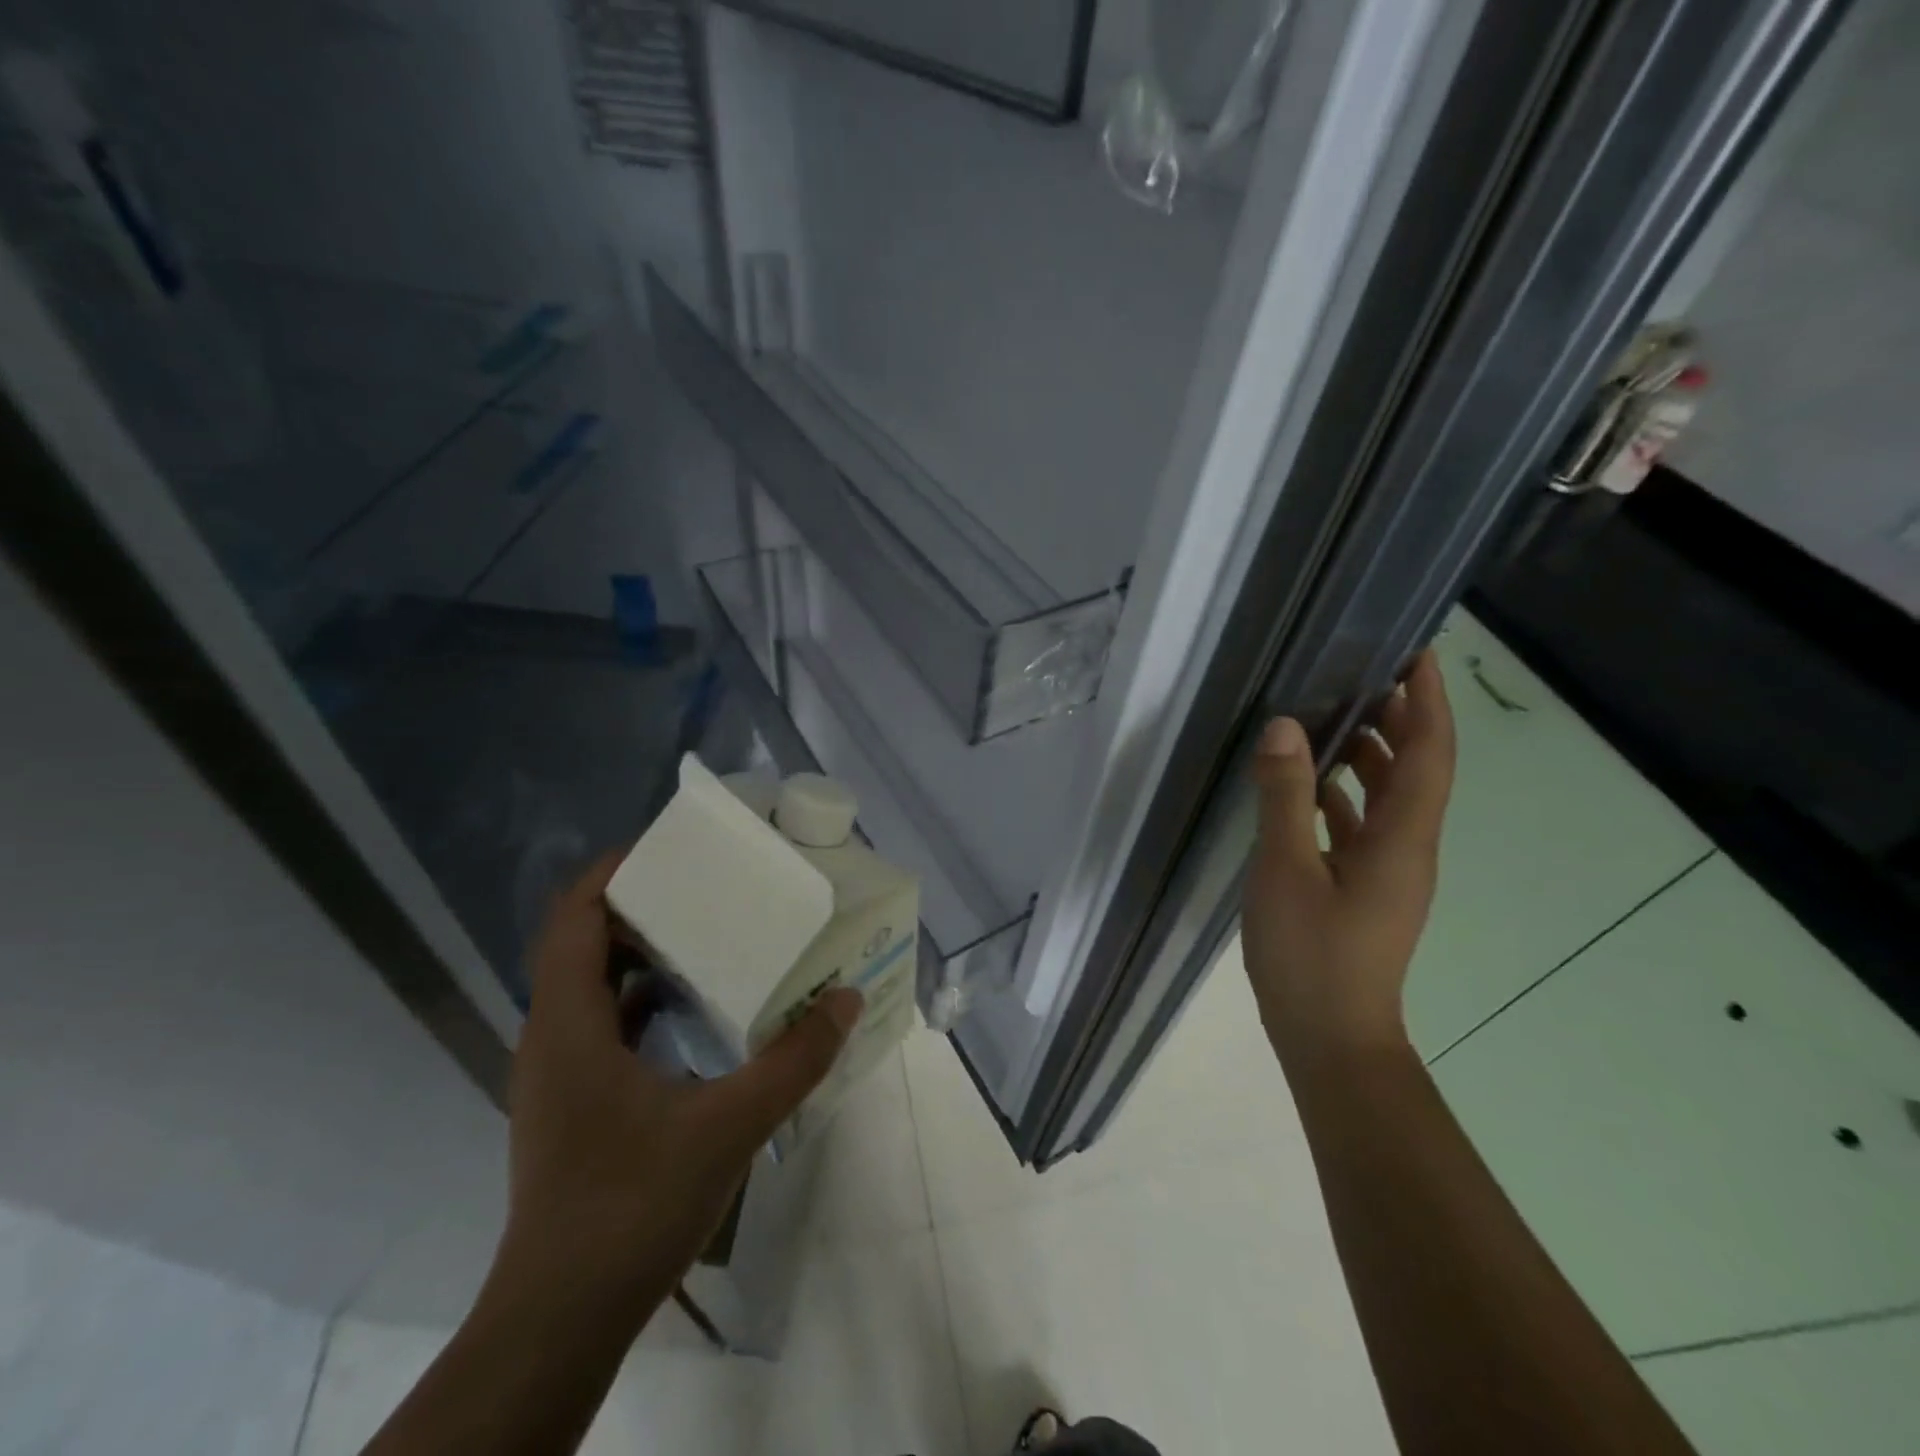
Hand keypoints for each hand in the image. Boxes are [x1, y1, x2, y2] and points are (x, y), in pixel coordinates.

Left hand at [500, 852, 861, 1317]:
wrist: (561, 1321)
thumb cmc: (631, 1207)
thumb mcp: (728, 1126)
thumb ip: (793, 1060)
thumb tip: (845, 999)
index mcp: (570, 1024)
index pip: (574, 916)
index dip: (614, 871)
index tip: (671, 847)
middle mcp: (552, 1036)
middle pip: (584, 941)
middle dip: (641, 903)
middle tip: (707, 883)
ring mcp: (560, 1073)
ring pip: (593, 984)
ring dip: (643, 951)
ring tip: (708, 932)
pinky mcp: (574, 1102)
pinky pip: (604, 1023)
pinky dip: (644, 999)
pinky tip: (696, 1009)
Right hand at [1241, 649, 1454, 1063]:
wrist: (1331, 1037)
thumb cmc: (1312, 955)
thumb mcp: (1286, 870)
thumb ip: (1285, 797)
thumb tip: (1286, 727)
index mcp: (1402, 840)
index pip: (1428, 754)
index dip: (1428, 702)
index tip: (1417, 654)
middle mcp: (1407, 849)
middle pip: (1415, 770)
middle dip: (1399, 718)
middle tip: (1363, 673)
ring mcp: (1387, 872)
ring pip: (1388, 798)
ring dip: (1370, 755)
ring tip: (1333, 717)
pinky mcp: (1364, 889)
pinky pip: (1362, 825)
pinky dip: (1343, 795)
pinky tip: (1307, 787)